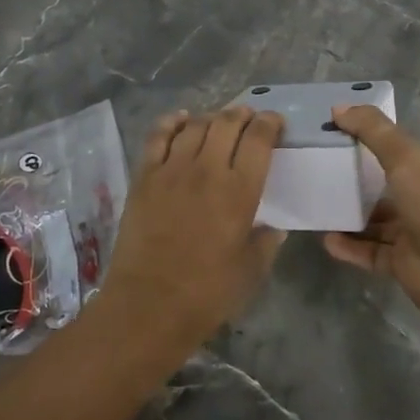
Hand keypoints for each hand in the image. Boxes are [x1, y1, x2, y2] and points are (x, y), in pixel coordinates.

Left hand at [100, 106, 286, 349]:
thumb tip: (274, 228)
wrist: (148, 305)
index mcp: (240, 190)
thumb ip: (266, 243)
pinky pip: (158, 135)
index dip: (270, 124)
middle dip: (242, 114)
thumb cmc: (207, 293)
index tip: (274, 122)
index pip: (259, 139)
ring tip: (218, 122)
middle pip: (227, 123)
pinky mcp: (144, 176)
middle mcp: (208, 169)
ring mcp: (172, 169)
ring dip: (212, 117)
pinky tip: (181, 119)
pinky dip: (172, 121)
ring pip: (195, 125)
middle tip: (249, 118)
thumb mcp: (251, 271)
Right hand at [323, 105, 419, 323]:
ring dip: (349, 216)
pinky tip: (326, 240)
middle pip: (383, 187)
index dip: (367, 139)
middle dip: (354, 179)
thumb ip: (373, 131)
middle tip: (318, 170)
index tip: (333, 132)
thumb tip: (339, 107)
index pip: (395, 150)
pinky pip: (370, 252)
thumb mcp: (405, 158)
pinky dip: (349, 247)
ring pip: (375, 222)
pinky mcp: (401, 264)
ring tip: (317, 206)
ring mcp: (412, 234)